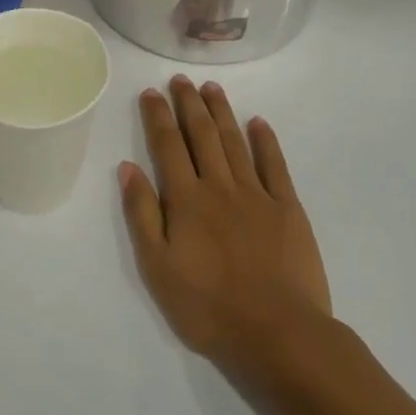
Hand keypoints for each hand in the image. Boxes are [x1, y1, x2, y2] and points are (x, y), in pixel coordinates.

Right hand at [119, 78, 333, 381]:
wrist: (279, 334)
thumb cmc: (208, 307)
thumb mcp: (158, 268)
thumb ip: (142, 214)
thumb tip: (127, 167)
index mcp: (186, 200)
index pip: (167, 146)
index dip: (158, 116)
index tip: (151, 92)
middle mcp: (219, 186)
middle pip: (202, 135)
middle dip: (188, 104)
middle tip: (180, 80)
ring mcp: (257, 195)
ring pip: (235, 142)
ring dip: (221, 112)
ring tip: (212, 88)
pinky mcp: (288, 209)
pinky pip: (275, 166)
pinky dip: (266, 141)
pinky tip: (259, 122)